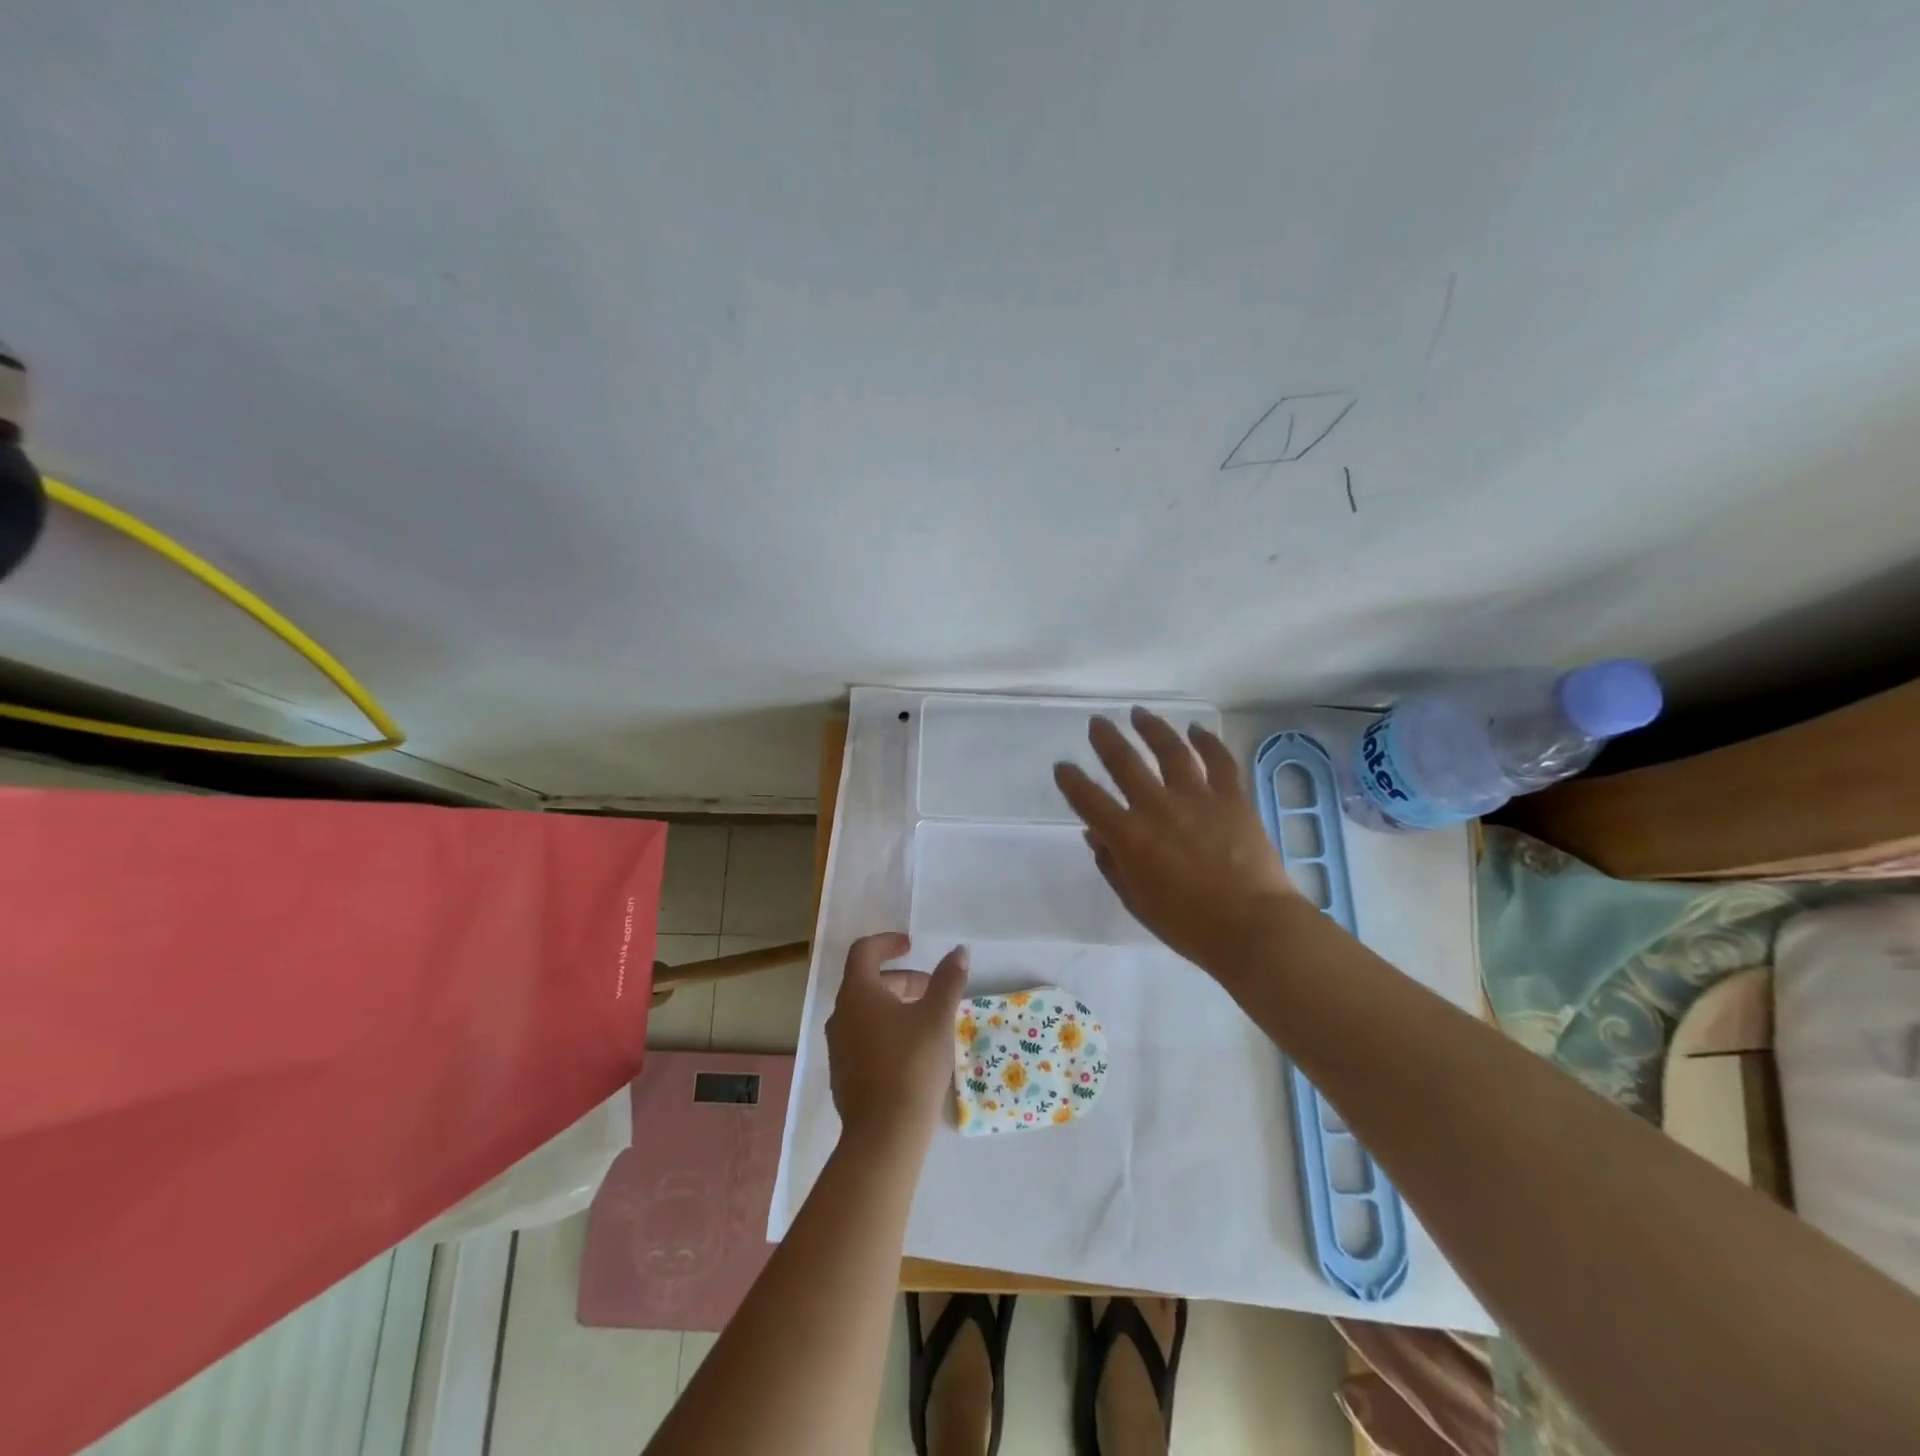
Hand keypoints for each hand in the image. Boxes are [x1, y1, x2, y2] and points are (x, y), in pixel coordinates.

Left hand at [826, 933, 968, 1147]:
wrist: (884, 1135)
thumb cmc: (911, 1064)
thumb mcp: (937, 1017)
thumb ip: (948, 980)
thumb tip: (959, 951)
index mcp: (857, 994)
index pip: (863, 952)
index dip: (887, 943)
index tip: (910, 946)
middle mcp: (840, 1016)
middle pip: (866, 983)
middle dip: (901, 980)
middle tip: (931, 989)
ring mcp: (838, 1047)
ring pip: (866, 1012)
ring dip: (895, 1006)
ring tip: (927, 1020)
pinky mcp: (843, 1074)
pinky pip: (863, 1038)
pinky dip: (886, 1031)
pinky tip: (912, 1052)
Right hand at [1053, 707, 1298, 974]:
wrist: (1252, 927)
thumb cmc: (1188, 926)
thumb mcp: (1137, 901)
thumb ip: (1112, 865)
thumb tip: (1095, 834)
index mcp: (1129, 837)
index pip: (1089, 800)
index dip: (1071, 781)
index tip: (1063, 767)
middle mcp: (1157, 807)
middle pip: (1125, 763)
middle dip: (1106, 739)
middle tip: (1097, 723)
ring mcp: (1197, 797)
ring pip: (1170, 750)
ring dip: (1152, 728)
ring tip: (1139, 713)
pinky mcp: (1232, 797)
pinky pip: (1219, 761)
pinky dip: (1207, 742)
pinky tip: (1196, 730)